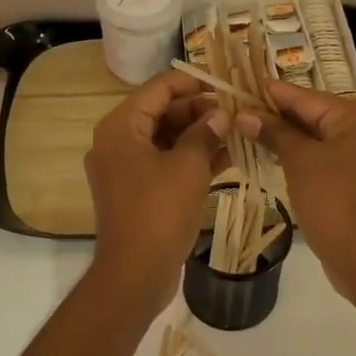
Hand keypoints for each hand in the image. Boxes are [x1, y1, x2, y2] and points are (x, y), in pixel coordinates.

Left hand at [85, 70, 231, 314]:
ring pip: (166, 138)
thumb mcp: (188, 167)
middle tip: (237, 113)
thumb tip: (221, 115)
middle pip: (162, 112)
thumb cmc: (159, 212)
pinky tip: (227, 157)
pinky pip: (165, 163)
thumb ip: (205, 133)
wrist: (135, 273)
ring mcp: (125, 168)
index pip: (158, 88)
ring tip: (238, 132)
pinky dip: (191, 159)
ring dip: (199, 135)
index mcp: (121, 127)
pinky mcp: (137, 191)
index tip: (226, 86)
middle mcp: (117, 142)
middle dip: (199, 111)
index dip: (193, 82)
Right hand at [241, 83, 355, 299]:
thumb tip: (245, 114)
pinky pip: (329, 156)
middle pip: (317, 115)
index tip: (243, 85)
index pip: (309, 97)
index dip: (273, 93)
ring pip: (321, 137)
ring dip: (289, 136)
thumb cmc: (333, 202)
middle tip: (241, 108)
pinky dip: (304, 154)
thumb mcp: (299, 162)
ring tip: (250, 128)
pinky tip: (275, 153)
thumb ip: (274, 132)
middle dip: (279, 115)